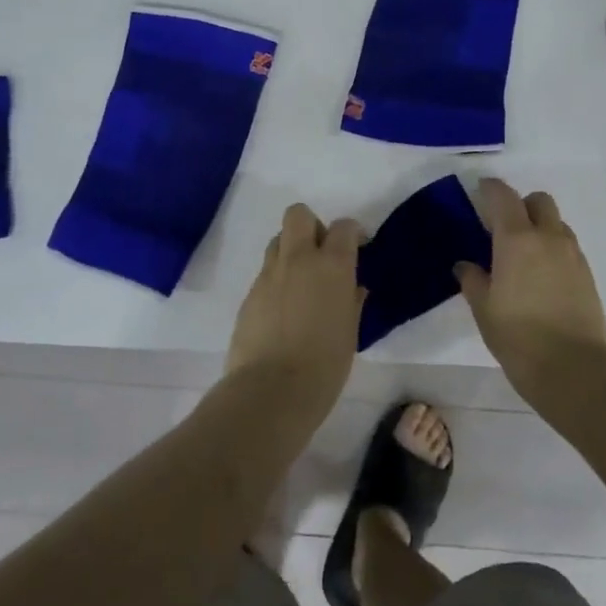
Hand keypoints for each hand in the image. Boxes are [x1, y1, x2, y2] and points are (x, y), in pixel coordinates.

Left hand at [224, 203, 364, 428]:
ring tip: (300, 281)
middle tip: (321, 254)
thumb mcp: (350, 332)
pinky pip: (265, 272)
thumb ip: (351, 301)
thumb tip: (353, 287)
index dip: (352, 233)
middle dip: (312, 226)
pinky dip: (276, 280)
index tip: (357, 247)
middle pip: (299, 215)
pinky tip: (283, 309)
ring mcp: (269, 275)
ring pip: (277, 240)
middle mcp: (299, 259)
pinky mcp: (249, 294)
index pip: (343, 227)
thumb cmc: (325, 365)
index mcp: (332, 266)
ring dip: (291, 251)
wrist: (272, 390)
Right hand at [455, 179, 605, 399]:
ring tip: (522, 256)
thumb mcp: (483, 309)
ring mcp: (572, 255)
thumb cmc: (518, 336)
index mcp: (517, 238)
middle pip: (538, 201)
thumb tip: (465, 265)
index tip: (479, 190)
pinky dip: (553, 250)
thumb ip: (473, 280)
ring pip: (556, 224)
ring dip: (539, 227)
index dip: (490, 188)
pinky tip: (540, 277)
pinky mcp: (587, 274)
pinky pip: (567, 247)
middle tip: (502, 228)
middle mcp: (548, 237)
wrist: (575, 369)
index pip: (503, 196)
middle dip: (521, 205)